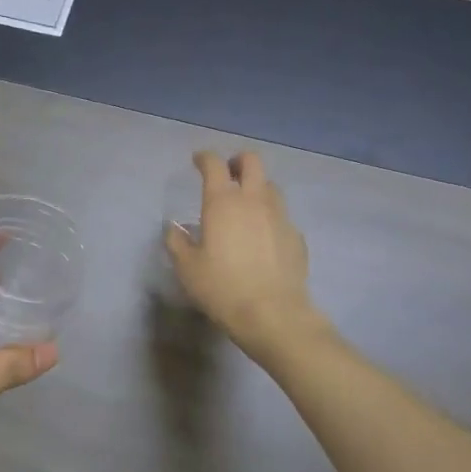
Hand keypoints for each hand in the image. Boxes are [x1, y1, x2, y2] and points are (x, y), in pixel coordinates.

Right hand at [165, 150, 325, 360]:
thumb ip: (177, 242)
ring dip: (256, 187)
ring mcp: (280, 217)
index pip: (214, 165)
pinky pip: (282, 216)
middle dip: (238, 161)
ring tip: (246, 205)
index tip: (197, 160)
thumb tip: (174, 228)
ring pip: (271, 186)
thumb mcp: (186, 267)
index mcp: (222, 202)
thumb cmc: (221, 287)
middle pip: (252, 162)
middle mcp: (254, 201)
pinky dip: (270, 217)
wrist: (272, 314)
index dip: (204, 158)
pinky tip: (263, 236)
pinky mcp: (297, 236)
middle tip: (227, 173)